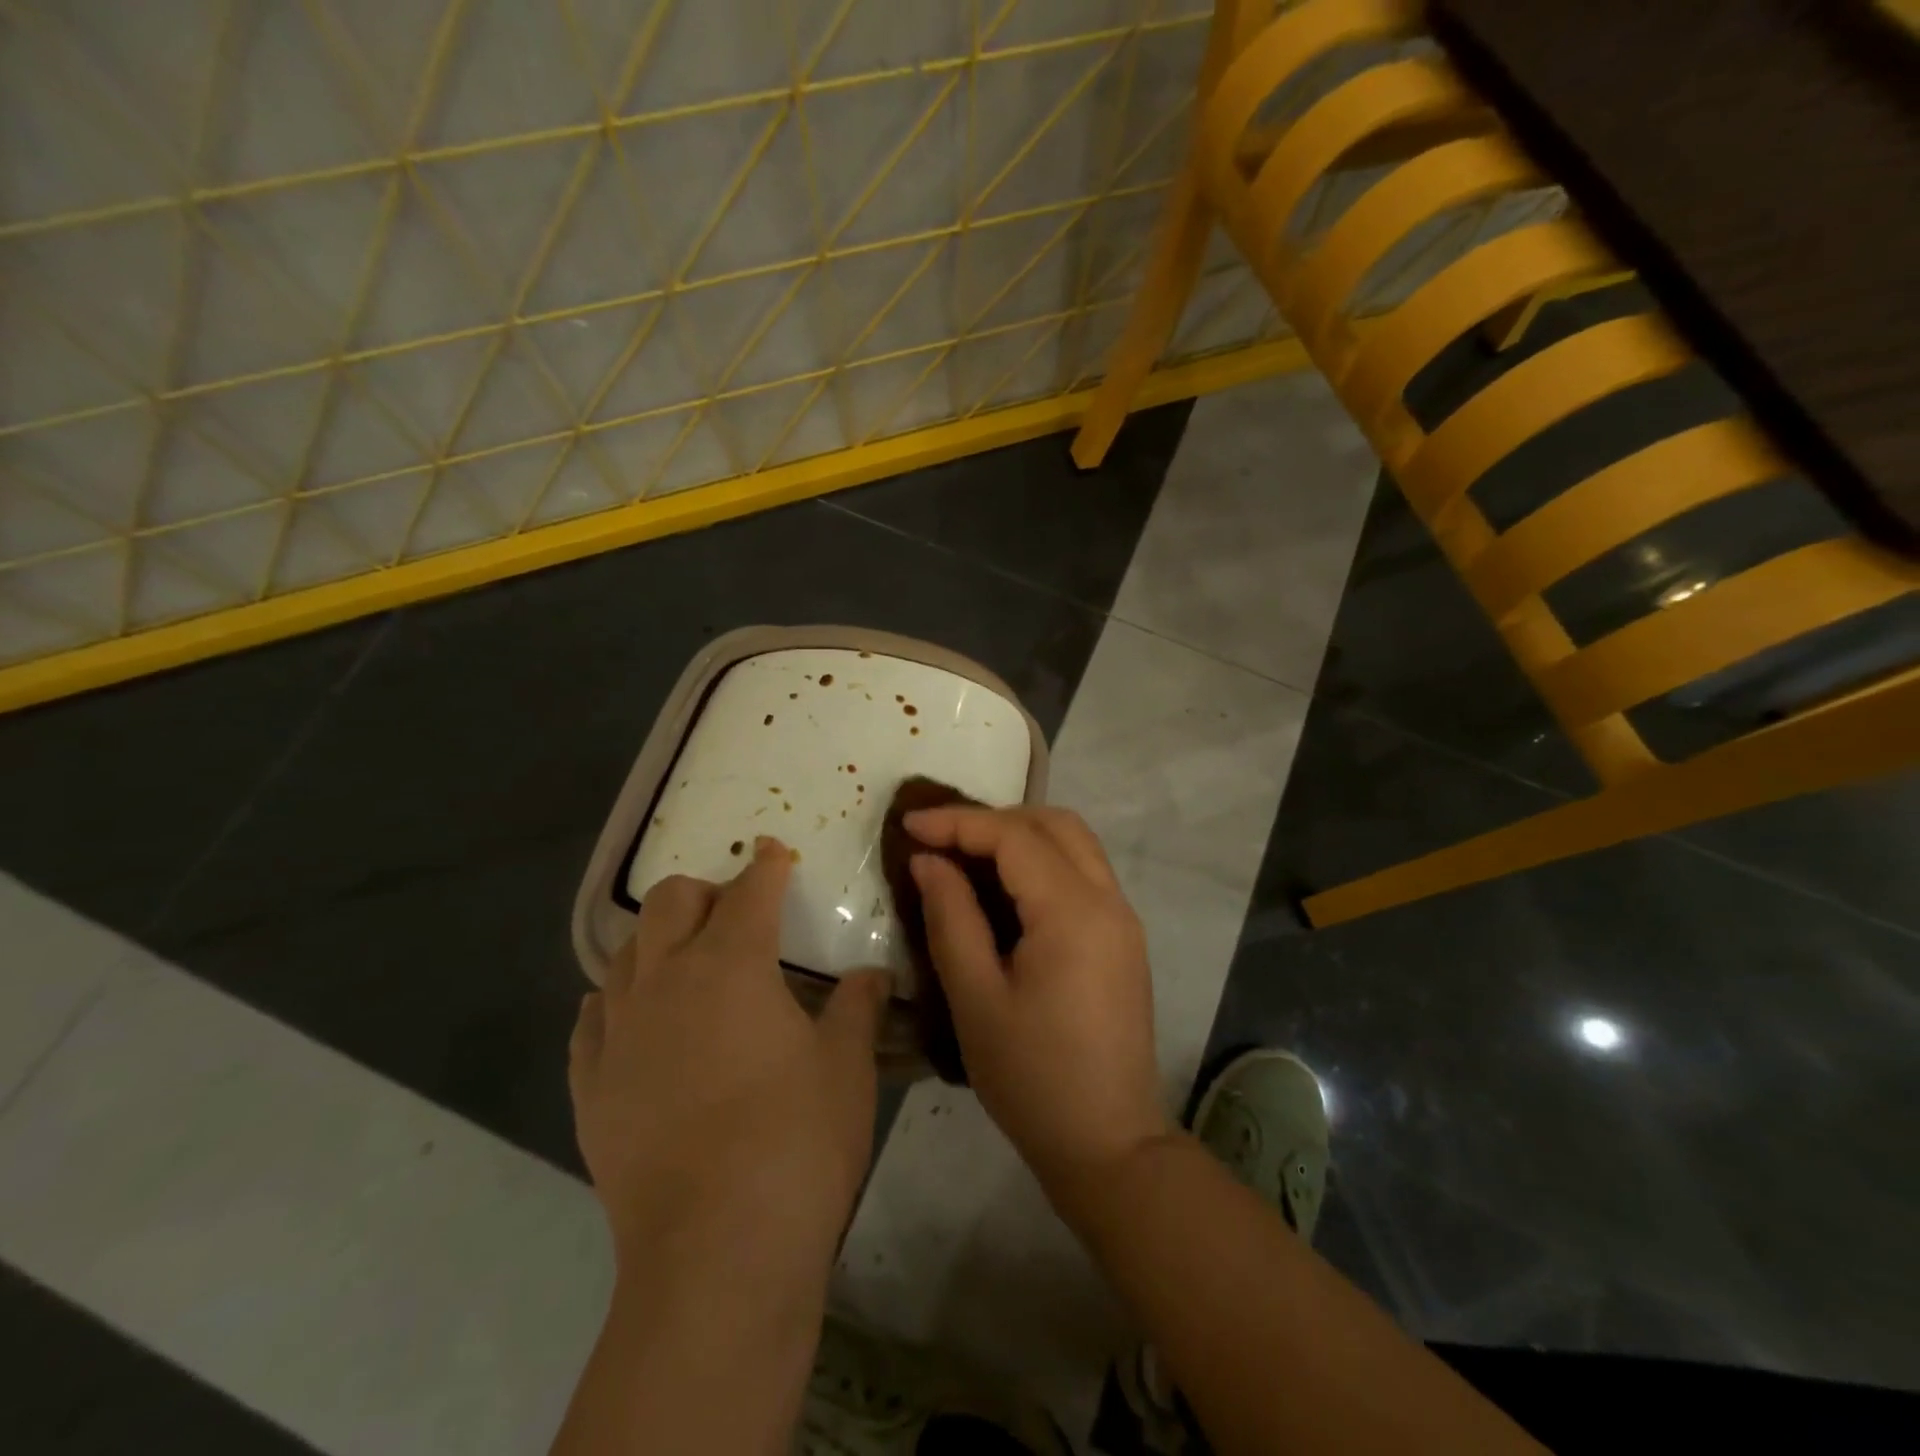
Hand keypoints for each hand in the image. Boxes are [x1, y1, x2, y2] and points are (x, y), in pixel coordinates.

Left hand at [568, 837, 888, 1302]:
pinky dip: (616, 1003)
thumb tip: (872, 974)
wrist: (717, 1254)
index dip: (766, 865)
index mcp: (732, 965)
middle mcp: (666, 981)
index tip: (774, 852)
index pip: (750, 892)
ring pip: (624, 952)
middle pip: (669, 902)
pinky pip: (591, 1021)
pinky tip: (636, 1019)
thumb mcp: (846, 1066)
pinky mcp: (591, 1087)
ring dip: (657, 941)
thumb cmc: (798, 1141)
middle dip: (705, 891)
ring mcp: (619, 1034)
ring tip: (687, 962)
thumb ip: (859, 1006)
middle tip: (736, 912)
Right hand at [905, 806, 1171, 1195]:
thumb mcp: (976, 999)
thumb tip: (929, 861)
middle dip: (994, 819)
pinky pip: (1083, 872)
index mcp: (1073, 912)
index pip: (1014, 837)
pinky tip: (1006, 887)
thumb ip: (951, 918)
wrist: (1110, 1145)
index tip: (909, 825)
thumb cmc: (1032, 1079)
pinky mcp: (1124, 938)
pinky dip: (1043, 860)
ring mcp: (1123, 918)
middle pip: (1054, 824)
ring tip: (967, 855)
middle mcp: (1108, 900)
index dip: (958, 822)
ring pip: (1075, 842)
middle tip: (942, 838)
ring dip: (1022, 834)